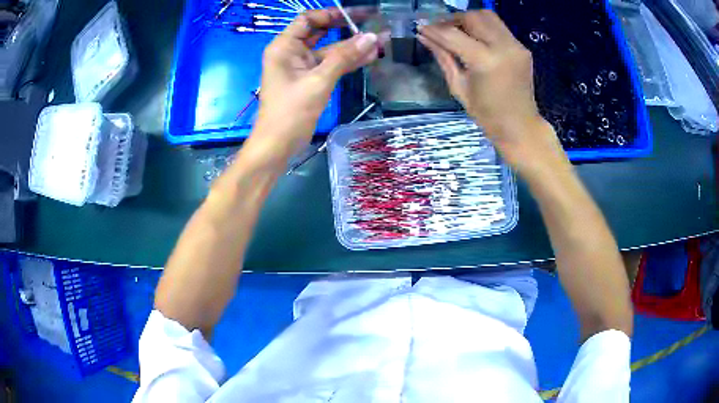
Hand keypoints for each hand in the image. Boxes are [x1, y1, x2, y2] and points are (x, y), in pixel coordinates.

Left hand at [251, 8, 382, 161]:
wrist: (278, 145)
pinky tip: (370, 57)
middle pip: (320, 32)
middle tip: (372, 22)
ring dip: (352, 47)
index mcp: (284, 47)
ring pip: (329, 50)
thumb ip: (345, 57)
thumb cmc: (291, 111)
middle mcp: (291, 52)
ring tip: (379, 41)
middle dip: (345, 27)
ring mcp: (301, 67)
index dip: (331, 14)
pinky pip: (331, 65)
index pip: (308, 20)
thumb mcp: (319, 81)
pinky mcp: (310, 80)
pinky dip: (348, 62)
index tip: (356, 16)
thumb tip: (372, 37)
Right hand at [418, 11, 563, 168]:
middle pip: (472, 17)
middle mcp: (503, 46)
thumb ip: (443, 57)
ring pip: (487, 16)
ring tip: (457, 31)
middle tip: (440, 30)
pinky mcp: (522, 47)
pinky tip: (475, 39)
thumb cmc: (487, 115)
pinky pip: (498, 27)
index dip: (434, 29)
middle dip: (452, 19)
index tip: (420, 27)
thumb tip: (424, 36)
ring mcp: (516, 45)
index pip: (453, 34)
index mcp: (485, 61)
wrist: (520, 126)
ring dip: (468, 19)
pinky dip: (483, 27)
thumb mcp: (459, 87)